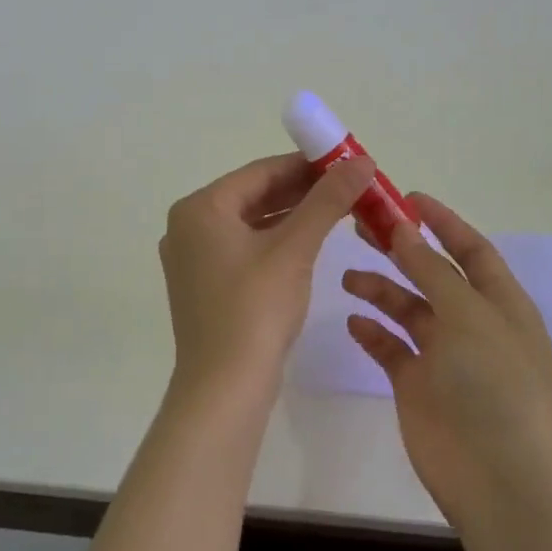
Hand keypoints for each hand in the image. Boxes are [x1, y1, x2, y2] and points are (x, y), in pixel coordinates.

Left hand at [159, 151, 376, 409]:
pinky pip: (244, 248)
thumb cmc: (255, 309)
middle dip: (302, 190)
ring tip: (338, 209)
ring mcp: (193, 258)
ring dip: (293, 215)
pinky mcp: (204, 285)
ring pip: (250, 223)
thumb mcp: (295, 248)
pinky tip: (309, 241)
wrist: (224, 389)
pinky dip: (276, 241)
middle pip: (254, 195)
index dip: (307, 164)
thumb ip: (327, 200)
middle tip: (348, 186)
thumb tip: (362, 161)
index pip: (261, 172)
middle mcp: (188, 226)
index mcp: (200, 208)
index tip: (347, 162)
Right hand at [342, 195, 551, 525]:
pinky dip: (373, 332)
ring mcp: (444, 356)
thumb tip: (405, 230)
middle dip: (400, 249)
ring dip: (380, 289)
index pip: (470, 249)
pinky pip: (391, 348)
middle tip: (360, 226)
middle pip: (432, 274)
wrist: (502, 481)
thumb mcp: (468, 316)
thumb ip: (433, 271)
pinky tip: (353, 321)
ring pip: (407, 309)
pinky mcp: (417, 386)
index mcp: (498, 302)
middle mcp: (472, 323)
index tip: (405, 198)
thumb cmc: (495, 386)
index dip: (441, 221)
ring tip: (348, 276)